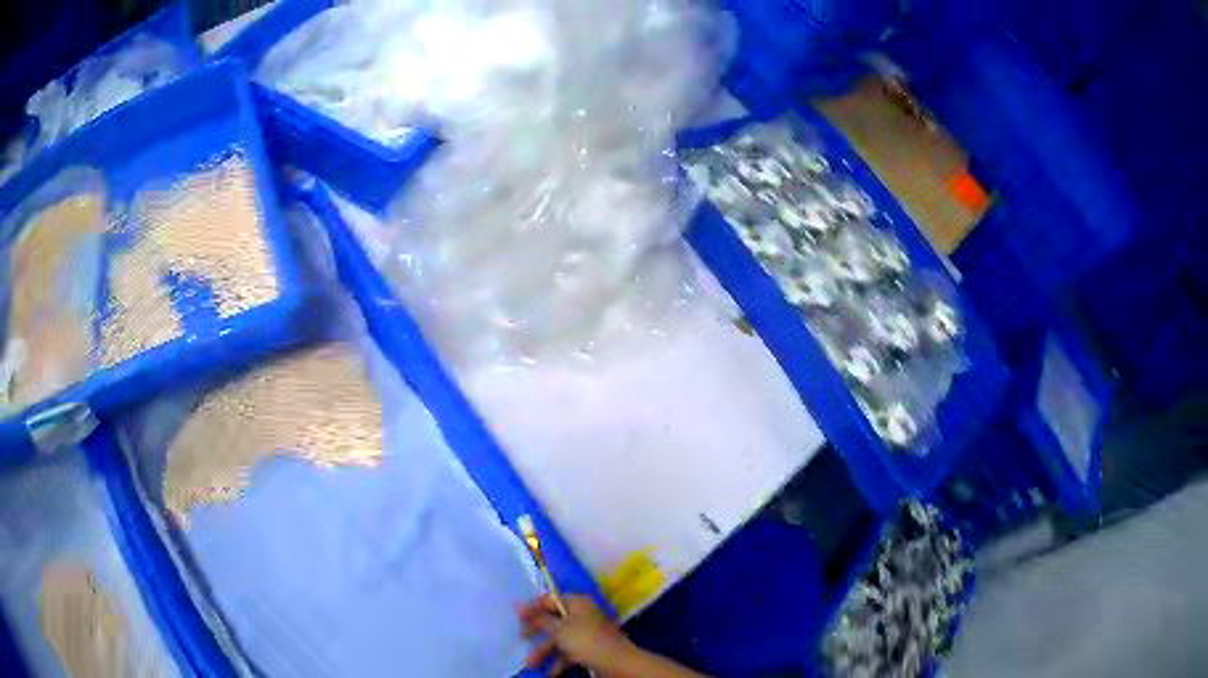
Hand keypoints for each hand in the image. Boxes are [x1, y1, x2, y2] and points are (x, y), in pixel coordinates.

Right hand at [519, 594, 636, 675]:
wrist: (617, 663)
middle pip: (553, 620)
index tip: (517, 618)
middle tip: (522, 638)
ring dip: (544, 651)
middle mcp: (581, 614)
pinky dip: (558, 661)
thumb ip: (540, 619)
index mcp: (576, 603)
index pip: (549, 599)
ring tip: (531, 664)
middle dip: (537, 632)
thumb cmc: (586, 641)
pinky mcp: (590, 649)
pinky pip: (569, 652)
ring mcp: (586, 633)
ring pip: (560, 639)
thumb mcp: (559, 629)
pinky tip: (550, 672)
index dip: (533, 607)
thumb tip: (520, 605)